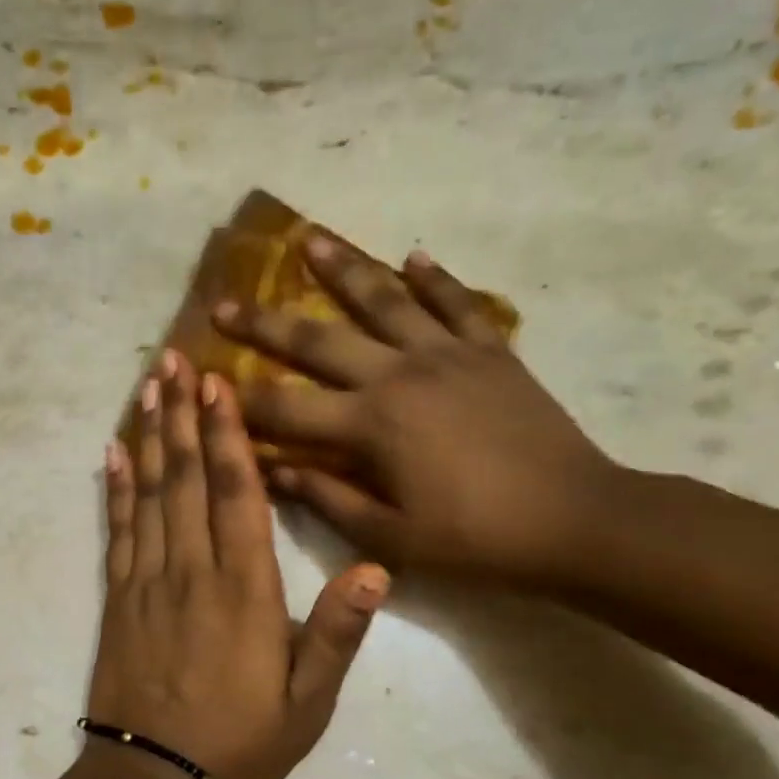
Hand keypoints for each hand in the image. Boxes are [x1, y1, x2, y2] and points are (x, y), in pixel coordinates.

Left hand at [87, 350, 388, 778]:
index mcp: (244, 590)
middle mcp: (192, 571)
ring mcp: (147, 581)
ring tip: (146, 387)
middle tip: (173, 359)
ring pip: (149, 494)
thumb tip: (378, 567)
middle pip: (186, 478)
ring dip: (149, 437)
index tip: (217, 383)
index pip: (237, 494)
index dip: (227, 434)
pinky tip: (111, 454)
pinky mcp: (118, 599)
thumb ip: (338, 632)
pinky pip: (117, 531)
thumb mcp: (308, 701)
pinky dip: (114, 489)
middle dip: (182, 415)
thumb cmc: (242, 742)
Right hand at [215, 237, 616, 587]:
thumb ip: (327, 499)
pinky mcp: (491, 351)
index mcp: (371, 425)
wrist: (576, 521)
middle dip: (264, 323)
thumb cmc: (475, 539)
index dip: (240, 399)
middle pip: (319, 340)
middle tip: (223, 303)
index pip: (286, 408)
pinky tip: (413, 256)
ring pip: (385, 300)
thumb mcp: (390, 537)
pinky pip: (457, 303)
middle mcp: (399, 375)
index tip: (203, 382)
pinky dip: (434, 278)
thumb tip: (272, 471)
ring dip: (343, 269)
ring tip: (310, 239)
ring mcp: (448, 354)